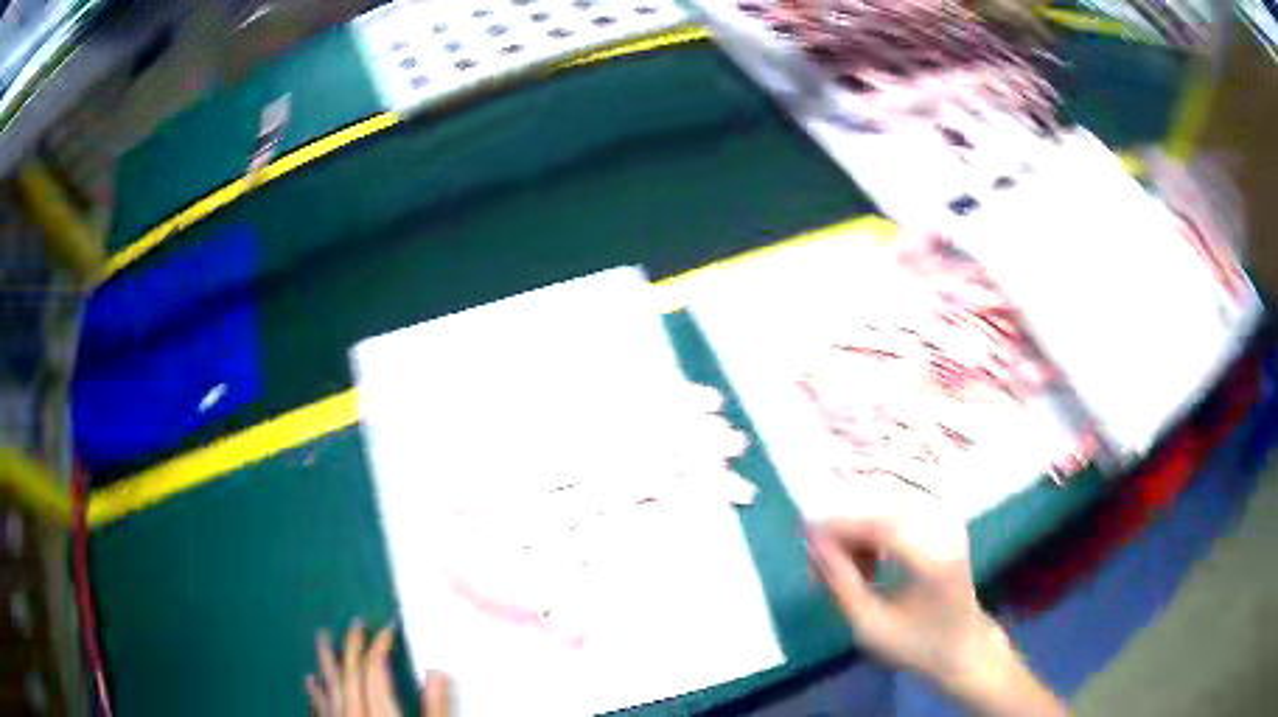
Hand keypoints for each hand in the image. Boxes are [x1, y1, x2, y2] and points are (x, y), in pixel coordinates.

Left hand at [307, 621, 452, 716]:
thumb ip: (435, 710)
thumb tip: (436, 672)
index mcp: (380, 716)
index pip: (375, 672)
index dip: (380, 647)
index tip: (388, 628)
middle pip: (348, 675)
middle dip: (351, 648)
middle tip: (354, 624)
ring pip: (329, 688)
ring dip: (325, 663)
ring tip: (322, 640)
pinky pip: (321, 709)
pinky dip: (316, 692)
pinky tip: (311, 681)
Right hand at [807, 517, 1067, 715]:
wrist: (962, 646)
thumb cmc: (916, 644)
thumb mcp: (869, 624)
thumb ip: (840, 581)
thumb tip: (812, 541)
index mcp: (932, 558)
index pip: (879, 522)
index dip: (838, 525)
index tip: (804, 540)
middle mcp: (945, 528)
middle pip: (882, 505)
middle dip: (845, 528)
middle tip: (821, 565)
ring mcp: (949, 520)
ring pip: (887, 503)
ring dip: (859, 530)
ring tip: (847, 571)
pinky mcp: (946, 520)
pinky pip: (899, 510)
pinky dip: (875, 530)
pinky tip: (869, 563)